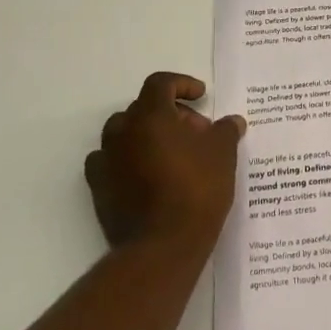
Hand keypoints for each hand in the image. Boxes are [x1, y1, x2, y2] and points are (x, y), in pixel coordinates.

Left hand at [85, 72, 244, 254]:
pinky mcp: (98, 188)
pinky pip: (111, 161)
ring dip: (148, 135)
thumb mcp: (223, 155)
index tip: (201, 96)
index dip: (182, 84)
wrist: (162, 246)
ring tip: (174, 154)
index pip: (160, 84)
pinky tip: (149, 175)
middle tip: (196, 133)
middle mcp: (122, 132)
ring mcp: (106, 160)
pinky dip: (129, 160)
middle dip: (171, 114)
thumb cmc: (196, 190)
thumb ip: (225, 131)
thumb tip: (232, 122)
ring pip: (125, 134)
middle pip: (143, 108)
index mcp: (150, 116)